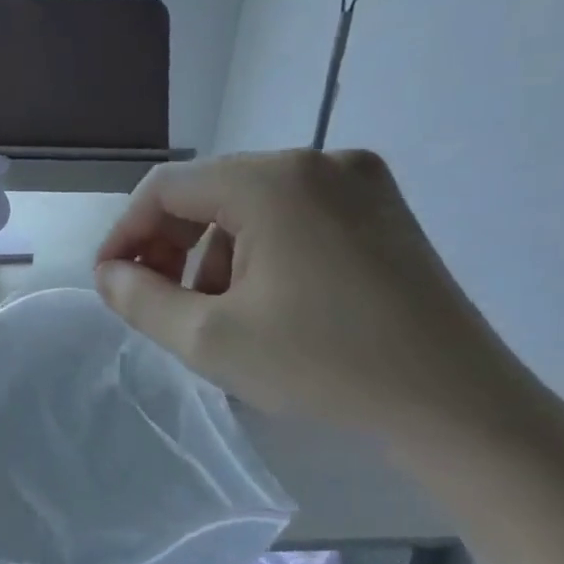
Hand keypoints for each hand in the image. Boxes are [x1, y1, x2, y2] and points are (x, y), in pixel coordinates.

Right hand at [95, 151, 550, 452]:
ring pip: (251, 204)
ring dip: (214, 252)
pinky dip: (260, 250)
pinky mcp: (382, 208)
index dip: (126, 233)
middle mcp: (316, 161)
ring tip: (215, 313)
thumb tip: (109, 273)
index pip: (167, 188)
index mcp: (272, 181)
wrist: (454, 401)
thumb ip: (140, 299)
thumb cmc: (322, 365)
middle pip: (210, 191)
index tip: (111, 282)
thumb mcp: (208, 339)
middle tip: (155, 300)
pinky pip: (294, 214)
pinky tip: (265, 300)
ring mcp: (358, 180)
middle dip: (170, 245)